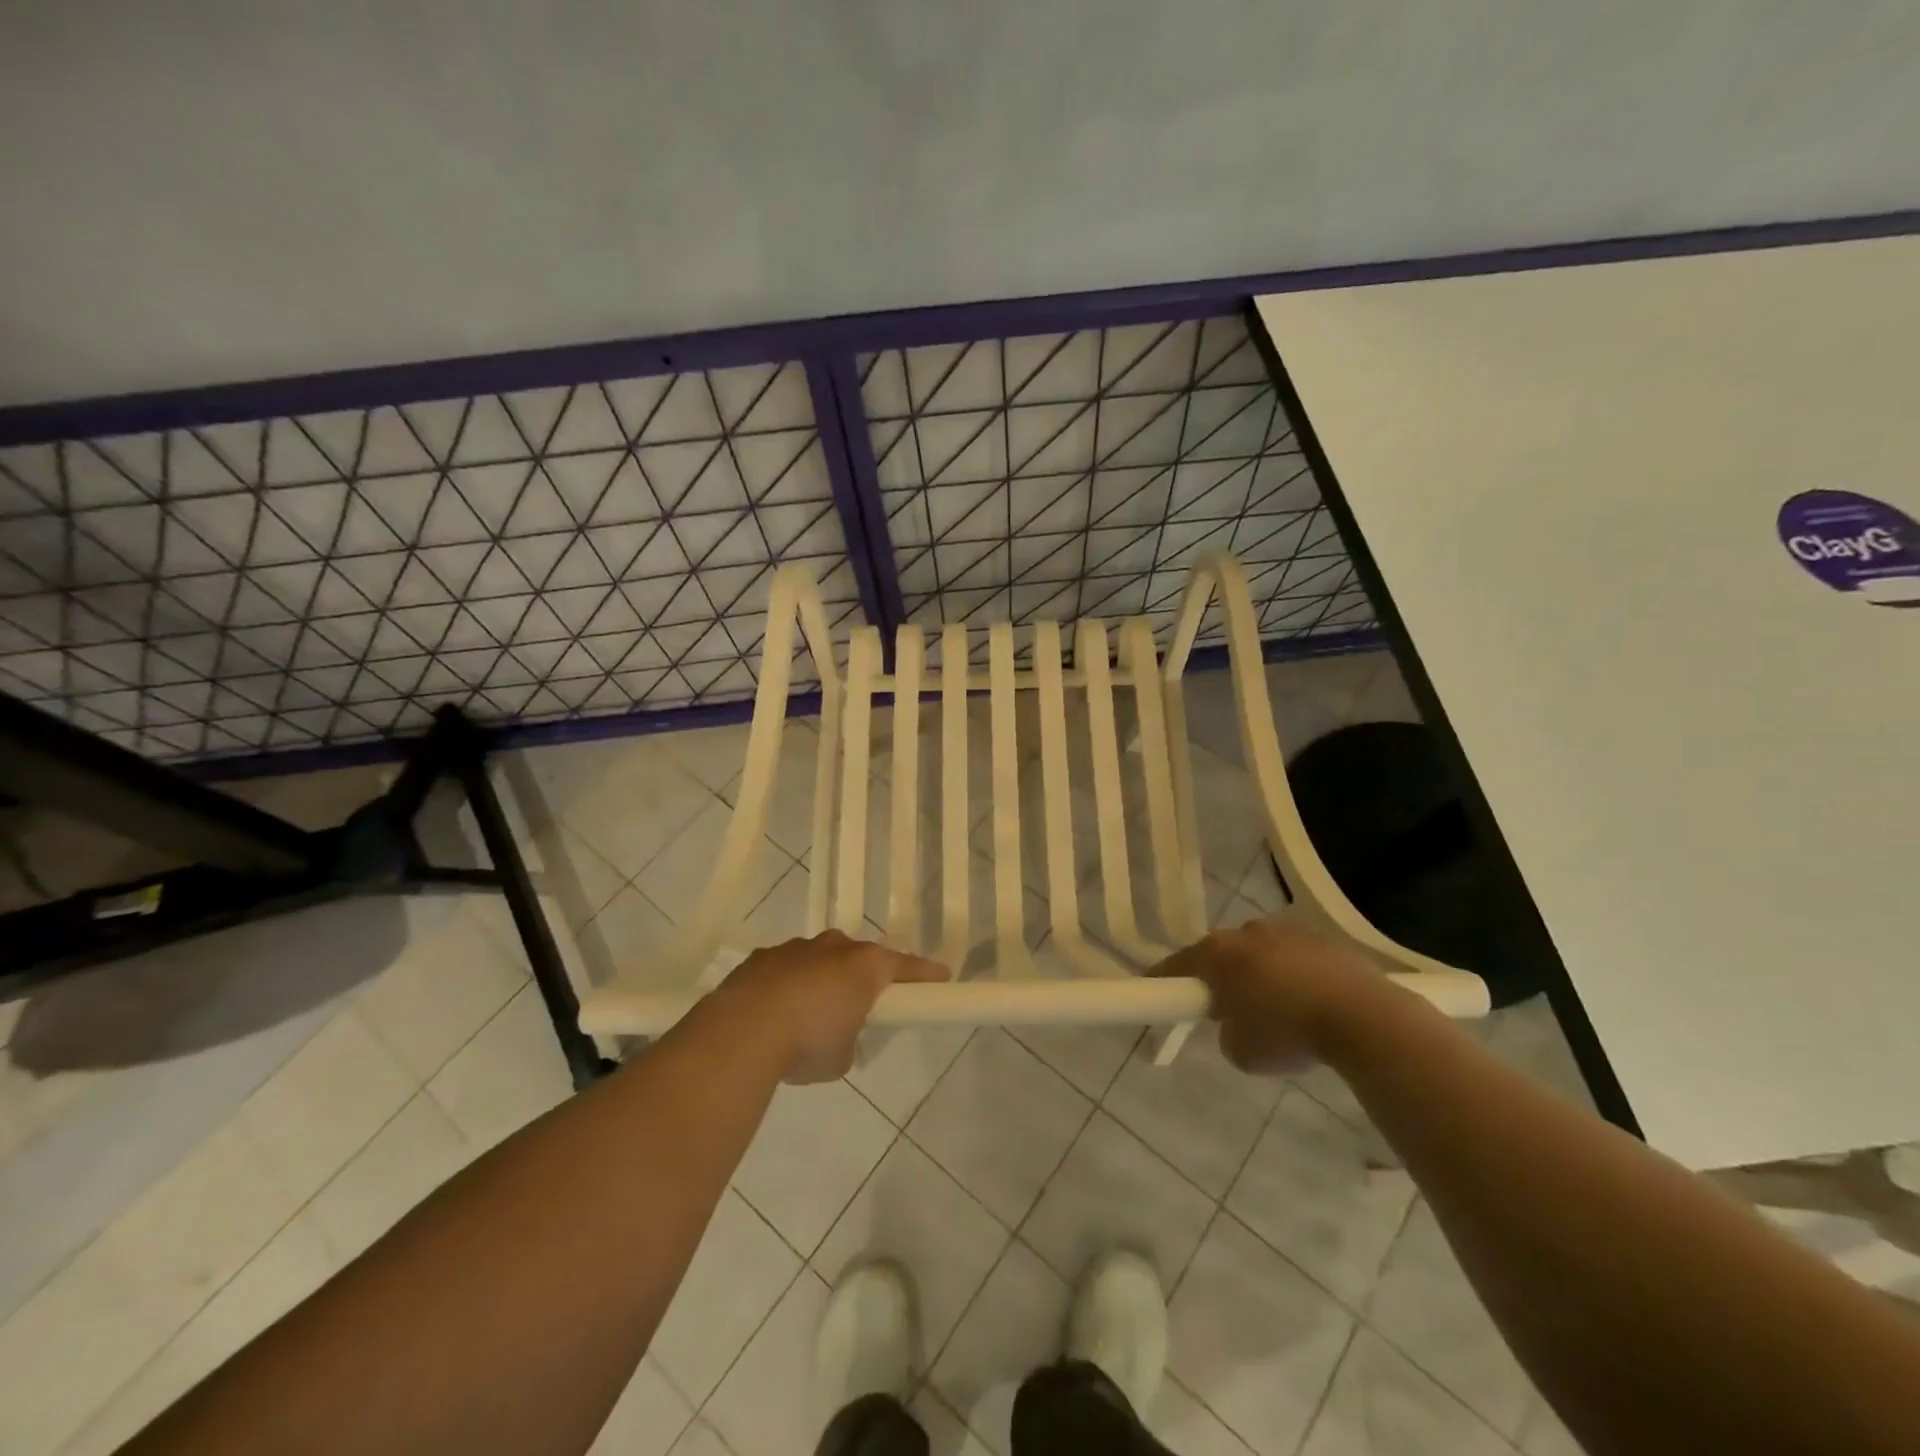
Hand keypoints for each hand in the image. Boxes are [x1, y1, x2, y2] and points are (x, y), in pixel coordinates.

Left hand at [716, 930, 948, 1082]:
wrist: (743, 1031)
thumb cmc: (808, 1043)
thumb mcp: (842, 1057)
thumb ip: (849, 1040)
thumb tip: (838, 1037)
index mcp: (865, 966)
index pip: (906, 966)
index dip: (925, 974)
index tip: (941, 977)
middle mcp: (834, 948)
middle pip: (859, 956)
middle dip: (862, 975)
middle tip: (861, 1002)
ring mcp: (796, 948)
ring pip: (819, 958)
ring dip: (821, 978)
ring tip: (810, 1012)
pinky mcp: (762, 957)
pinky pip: (785, 968)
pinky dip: (787, 985)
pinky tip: (775, 1012)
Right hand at [1154, 918, 1394, 1074]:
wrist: (1363, 1017)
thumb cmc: (1289, 1033)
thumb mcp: (1242, 1052)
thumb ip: (1227, 1033)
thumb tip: (1236, 1025)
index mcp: (1218, 953)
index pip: (1177, 964)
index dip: (1163, 980)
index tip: (1155, 992)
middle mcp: (1247, 932)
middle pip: (1221, 954)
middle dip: (1221, 978)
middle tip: (1228, 1010)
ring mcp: (1287, 930)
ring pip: (1260, 952)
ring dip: (1260, 974)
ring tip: (1279, 1010)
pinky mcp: (1323, 938)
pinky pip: (1295, 956)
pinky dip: (1294, 975)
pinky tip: (1310, 1004)